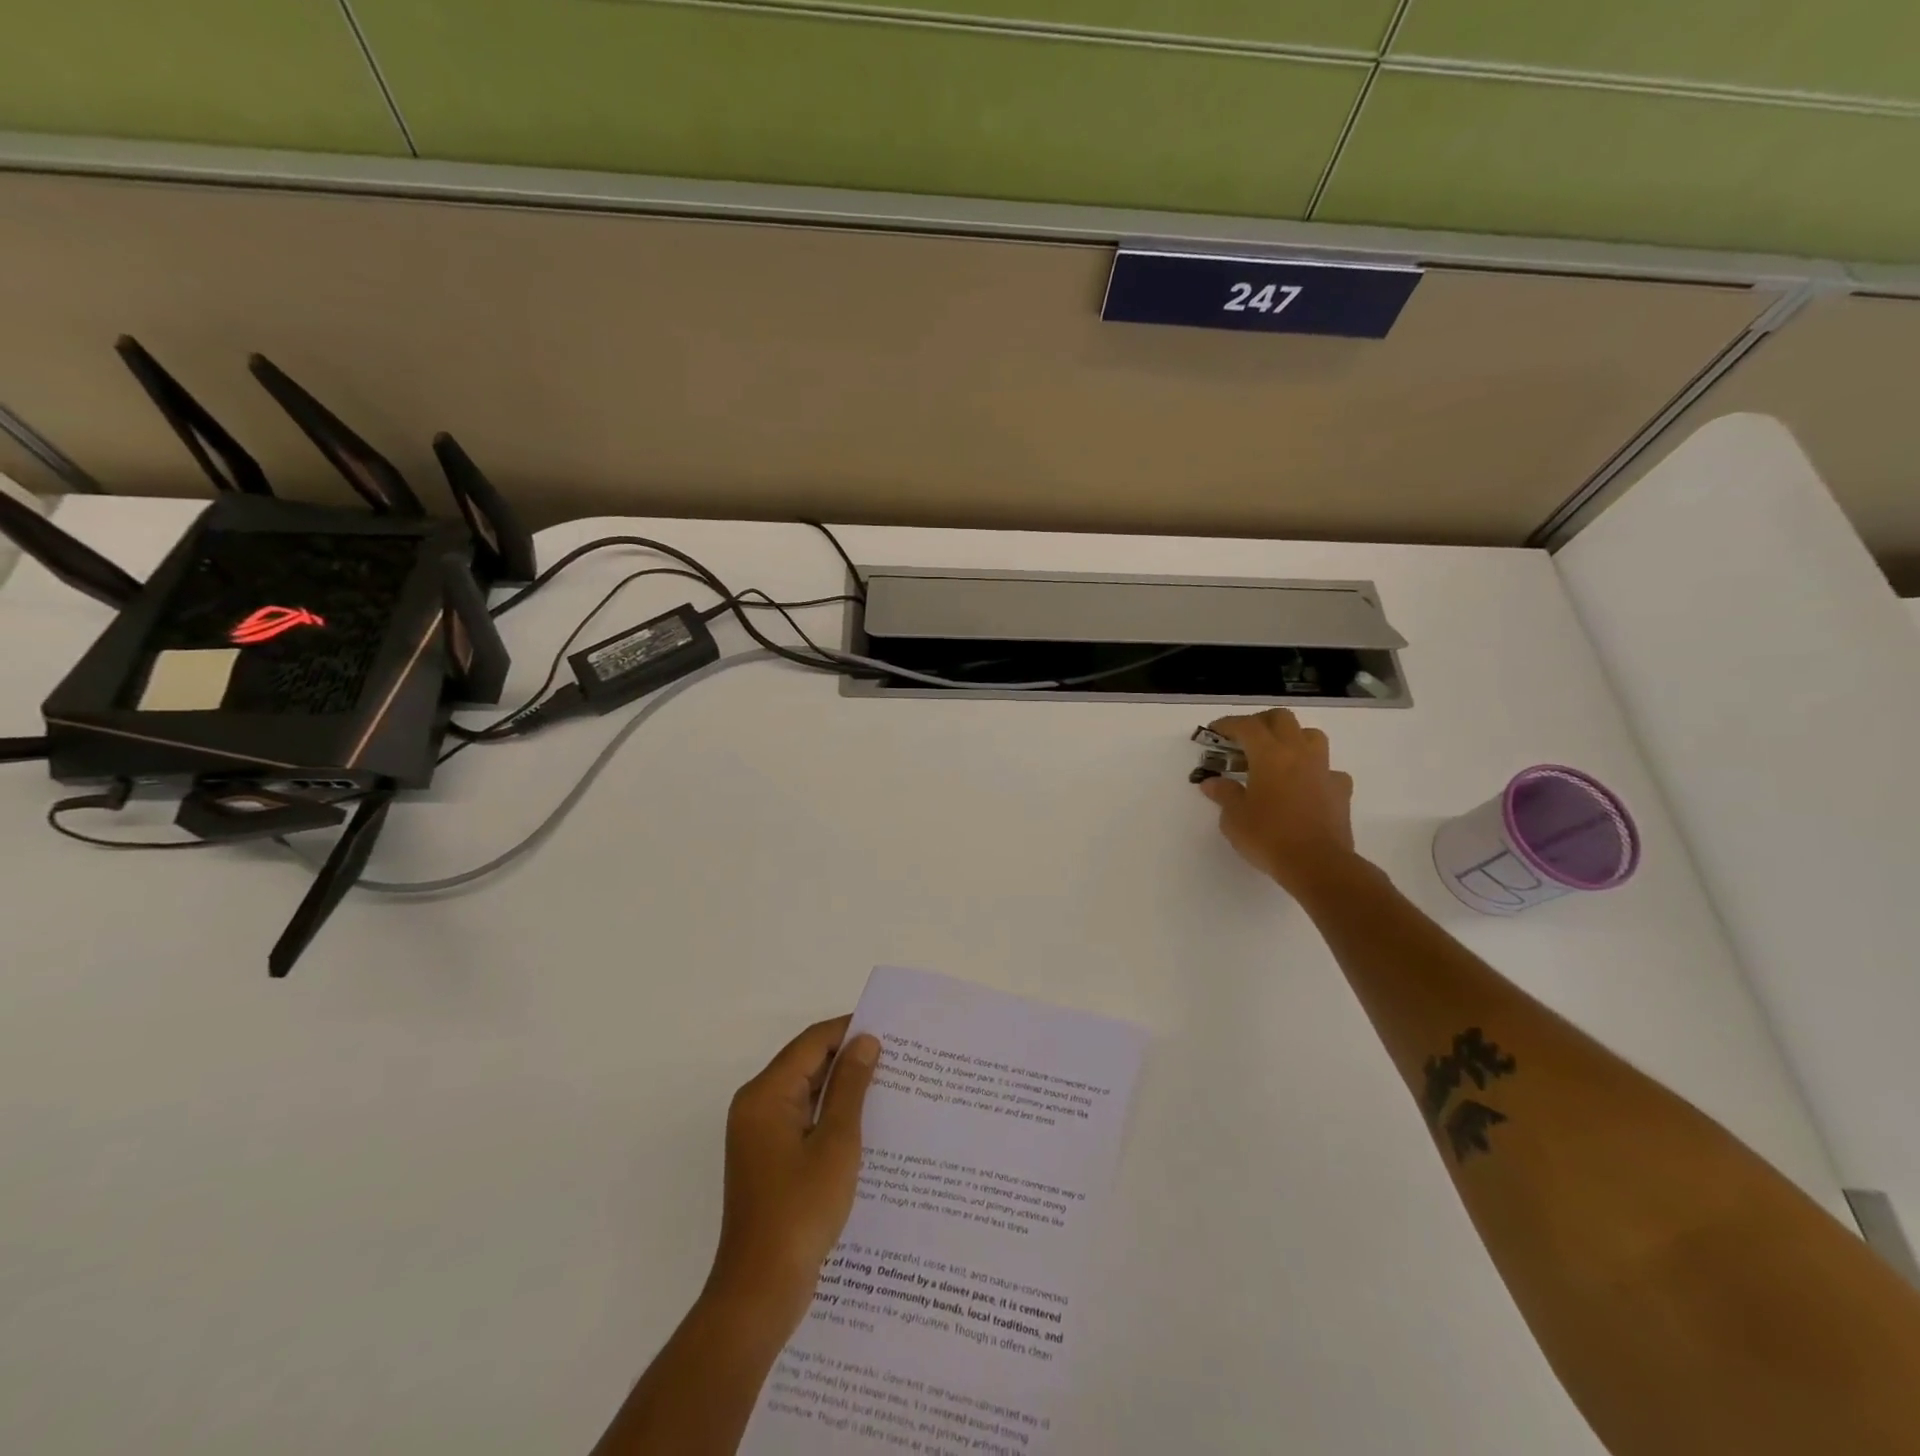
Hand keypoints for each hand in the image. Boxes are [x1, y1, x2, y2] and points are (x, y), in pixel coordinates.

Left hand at [705, 1017, 881, 1334]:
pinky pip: (802, 1120)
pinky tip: (866, 1125)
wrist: (760, 1292)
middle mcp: (756, 1106)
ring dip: (842, 1089)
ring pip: (806, 1093)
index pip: (812, 1042)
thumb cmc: (800, 1210)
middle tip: (896, 1057)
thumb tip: (865, 1041)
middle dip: (849, 1059)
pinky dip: (830, 1115)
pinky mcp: (768, 1160)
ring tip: (888, 1086)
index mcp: (766, 1094)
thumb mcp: (836, 1143)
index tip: (890, 1029)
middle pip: (806, 1064)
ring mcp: (759, 1135)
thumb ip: (850, 1087)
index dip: (849, 1031)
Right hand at [1197, 707, 1355, 893]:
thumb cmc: (1268, 837)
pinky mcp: (1340, 789)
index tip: (1214, 731)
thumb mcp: (1234, 818)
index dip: (1227, 724)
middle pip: (1281, 719)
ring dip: (1292, 738)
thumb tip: (1212, 783)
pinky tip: (1305, 786)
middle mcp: (1298, 753)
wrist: (1317, 864)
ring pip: (1310, 736)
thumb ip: (1224, 794)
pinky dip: (1314, 771)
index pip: (1246, 726)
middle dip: (1260, 722)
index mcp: (1269, 755)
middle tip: (1244, 738)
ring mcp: (1323, 770)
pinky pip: (1328, 769)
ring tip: (1277, 756)